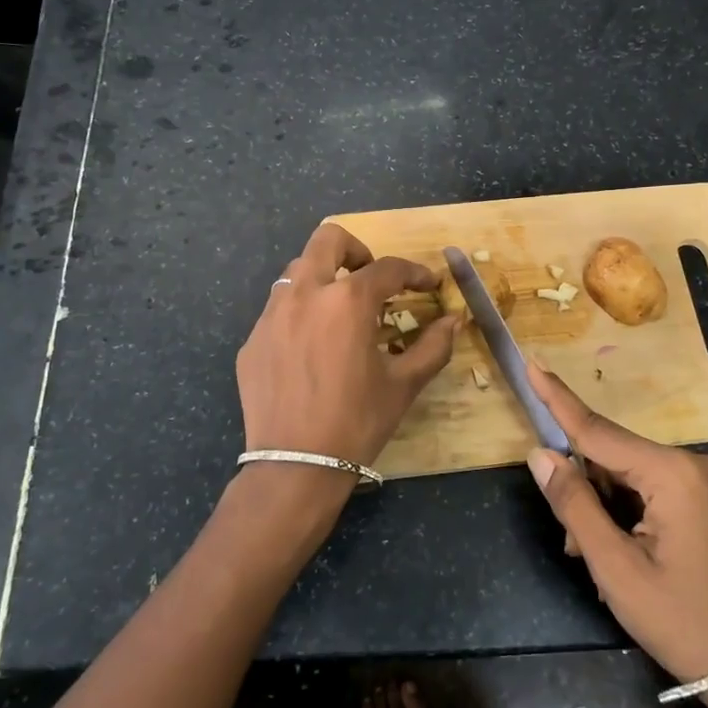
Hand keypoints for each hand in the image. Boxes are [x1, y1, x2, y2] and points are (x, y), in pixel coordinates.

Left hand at [231, 223, 458, 526]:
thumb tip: (454, 321)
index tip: (428, 284)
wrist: (295, 466)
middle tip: (372, 280)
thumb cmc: (357, 422)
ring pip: (296, 271)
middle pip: (328, 240)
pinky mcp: (252, 340)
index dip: (415, 272)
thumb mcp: (404, 384)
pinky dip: (300, 313)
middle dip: (357, 251)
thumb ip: (434, 345)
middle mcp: (305, 295)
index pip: (388, 268)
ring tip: (339, 313)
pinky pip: (278, 309)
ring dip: (324, 279)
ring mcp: (271, 316)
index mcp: (347, 302)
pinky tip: (311, 348)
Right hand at [524, 359, 707, 685]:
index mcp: (675, 475)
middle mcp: (699, 464)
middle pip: (617, 456)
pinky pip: (659, 486)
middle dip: (587, 489)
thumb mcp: (615, 568)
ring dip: (608, 505)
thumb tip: (540, 454)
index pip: (601, 431)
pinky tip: (627, 548)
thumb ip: (574, 504)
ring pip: (636, 473)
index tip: (532, 365)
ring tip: (600, 558)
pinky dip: (633, 508)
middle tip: (573, 542)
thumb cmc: (680, 622)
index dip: (559, 401)